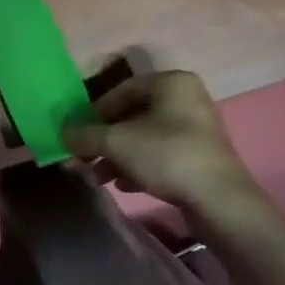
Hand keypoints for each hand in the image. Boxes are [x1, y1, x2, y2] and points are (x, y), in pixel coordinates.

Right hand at [64, 71, 276, 232]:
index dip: (95, 111)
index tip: (79, 133)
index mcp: (171, 82)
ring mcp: (197, 129)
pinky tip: (124, 186)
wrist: (220, 202)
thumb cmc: (167, 156)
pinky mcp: (201, 157)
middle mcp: (186, 99)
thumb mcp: (116, 143)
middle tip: (85, 158)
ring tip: (99, 177)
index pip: (122, 90)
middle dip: (106, 139)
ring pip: (146, 137)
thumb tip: (63, 132)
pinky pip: (162, 154)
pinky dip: (140, 166)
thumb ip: (85, 135)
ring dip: (118, 156)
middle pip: (133, 115)